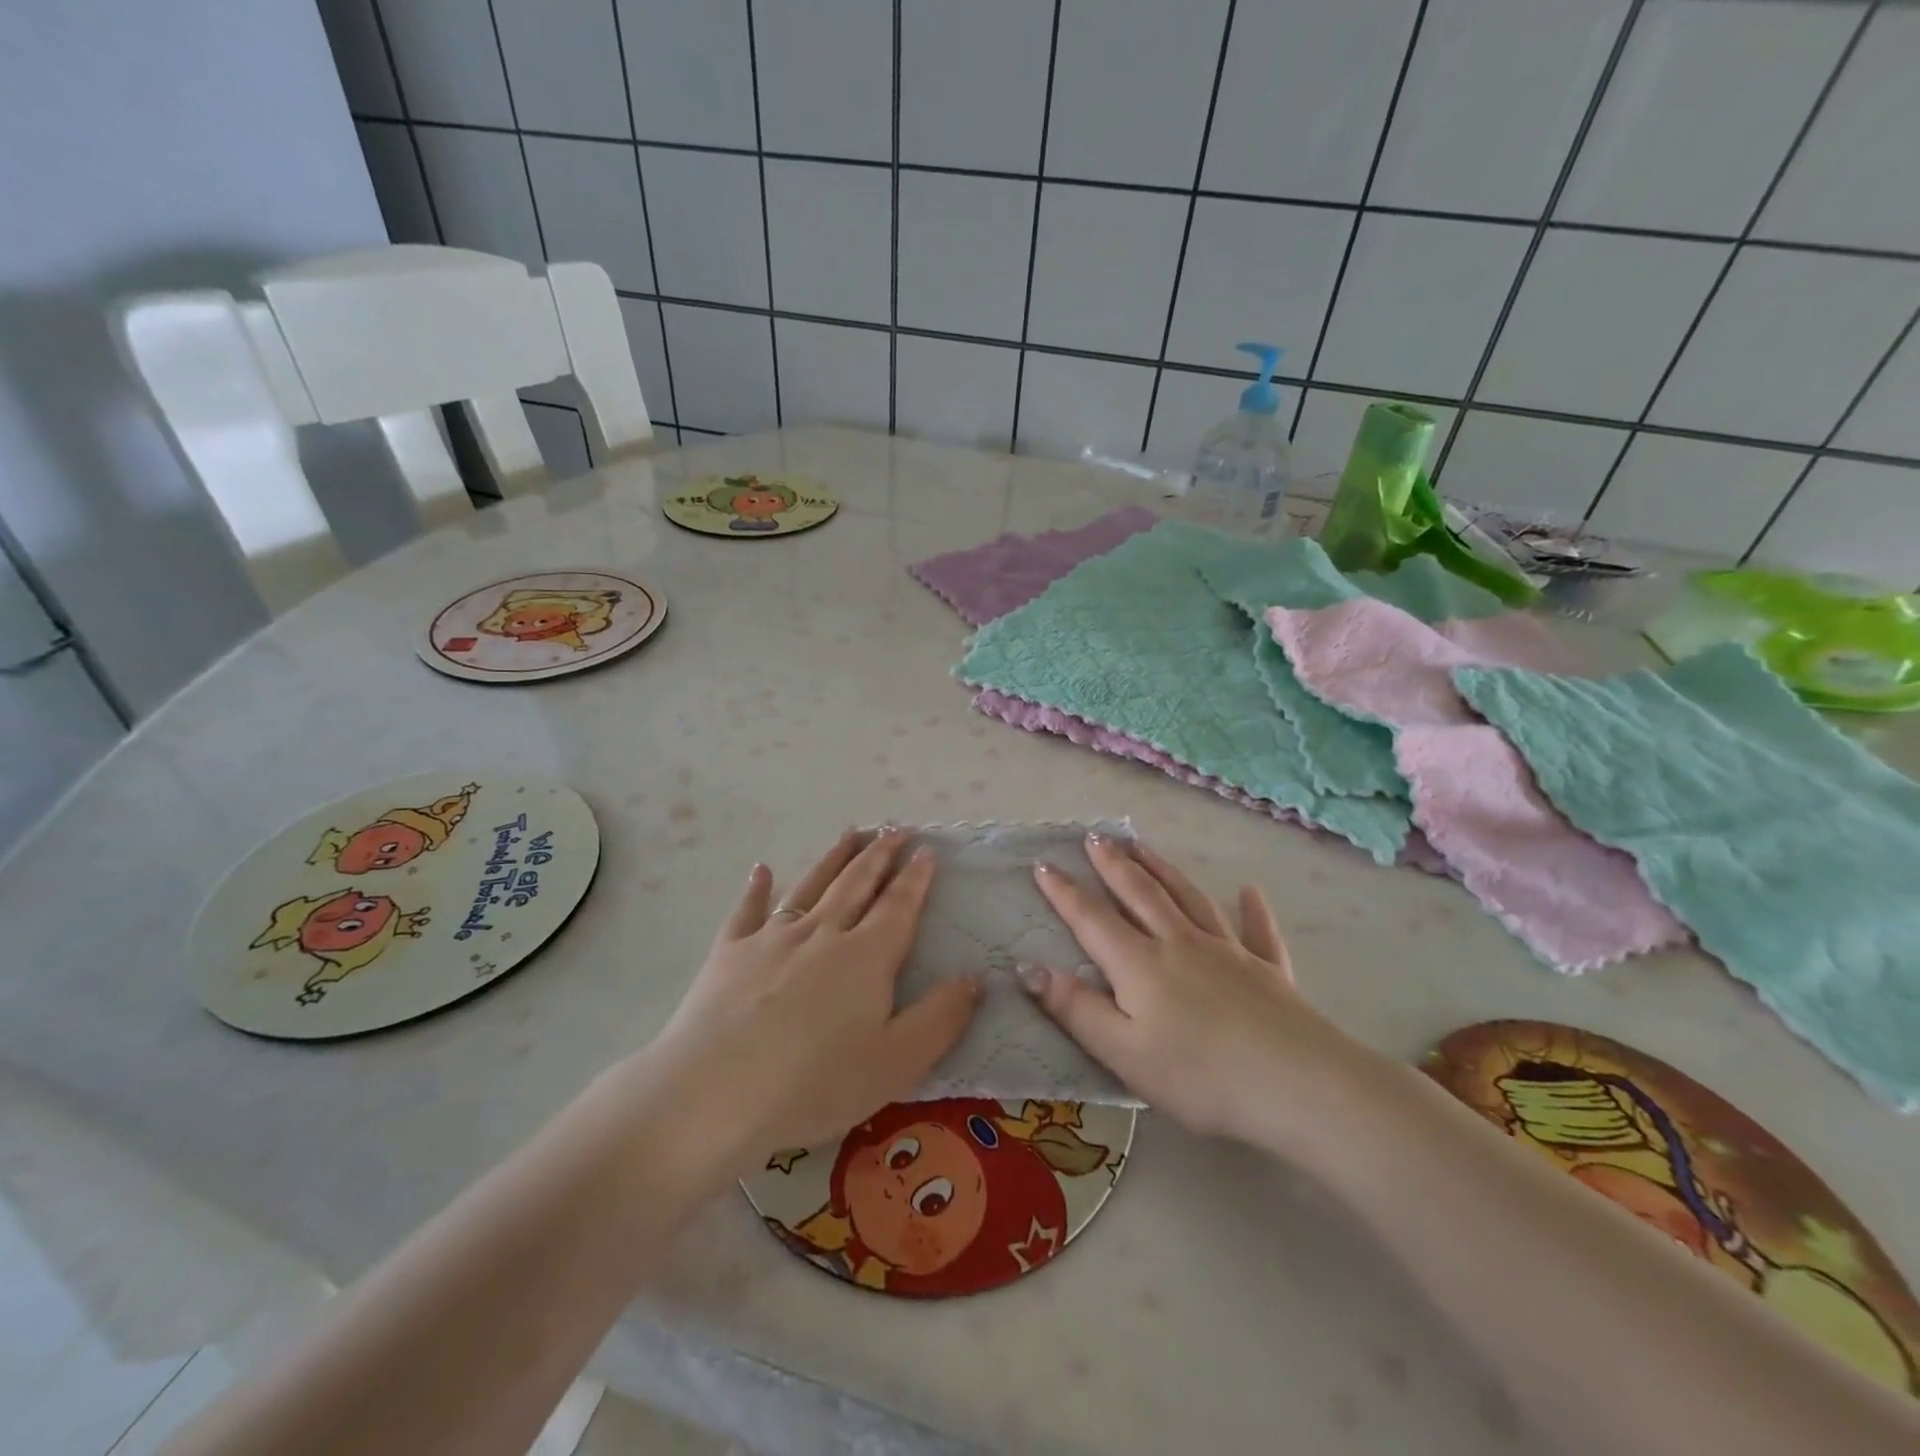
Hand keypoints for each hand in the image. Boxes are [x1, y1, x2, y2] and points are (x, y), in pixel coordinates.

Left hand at [646, 828, 979, 1164]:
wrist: (714, 1094)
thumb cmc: (814, 1084)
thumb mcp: (896, 1062)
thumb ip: (941, 1018)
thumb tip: (974, 978)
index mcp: (865, 957)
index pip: (898, 907)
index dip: (915, 878)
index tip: (926, 849)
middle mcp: (822, 934)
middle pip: (856, 884)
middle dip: (879, 855)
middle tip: (894, 828)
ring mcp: (771, 939)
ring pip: (810, 886)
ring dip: (833, 858)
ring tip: (851, 832)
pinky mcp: (729, 954)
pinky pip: (747, 911)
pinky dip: (757, 888)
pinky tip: (762, 869)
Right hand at [1022, 835, 1377, 1147]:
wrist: (1297, 1085)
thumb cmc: (1199, 1076)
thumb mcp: (1123, 1052)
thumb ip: (1075, 1009)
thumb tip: (1028, 968)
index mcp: (1141, 964)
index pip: (1093, 919)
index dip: (1064, 892)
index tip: (1043, 864)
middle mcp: (1181, 943)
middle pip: (1141, 894)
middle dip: (1113, 864)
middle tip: (1095, 837)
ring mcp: (1229, 952)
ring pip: (1189, 898)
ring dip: (1164, 870)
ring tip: (1144, 847)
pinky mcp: (1268, 970)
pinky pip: (1258, 932)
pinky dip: (1252, 910)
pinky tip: (1250, 891)